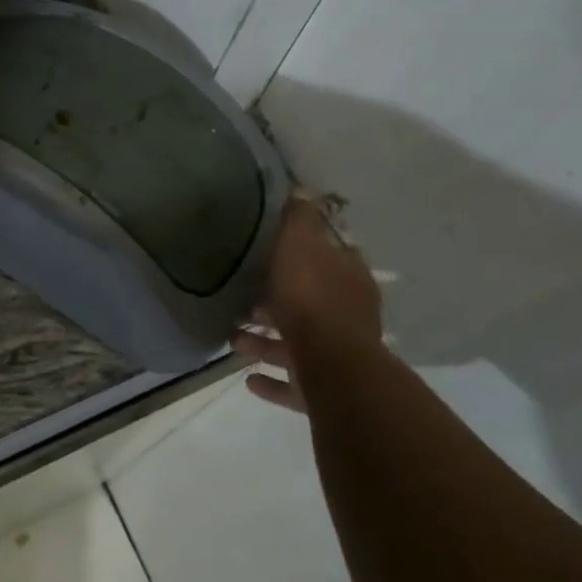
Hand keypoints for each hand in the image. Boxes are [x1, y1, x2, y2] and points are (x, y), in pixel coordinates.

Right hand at [234, 195, 382, 411]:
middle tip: (242, 296)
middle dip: (276, 300)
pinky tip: (248, 378)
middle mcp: (349, 316)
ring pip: (297, 343)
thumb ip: (300, 219)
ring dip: (264, 340)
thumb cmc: (312, 298)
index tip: (277, 247)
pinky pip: (294, 384)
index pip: (335, 256)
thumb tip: (302, 190)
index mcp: (349, 278)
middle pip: (311, 302)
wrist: (334, 370)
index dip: (309, 251)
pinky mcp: (326, 391)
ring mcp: (340, 357)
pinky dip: (271, 380)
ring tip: (232, 337)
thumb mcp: (300, 244)